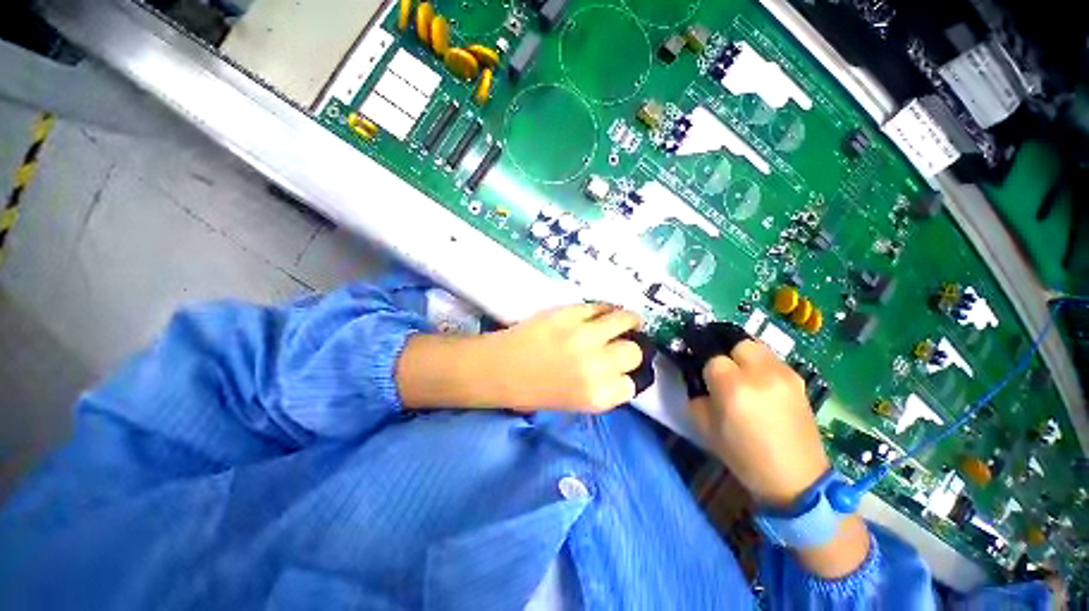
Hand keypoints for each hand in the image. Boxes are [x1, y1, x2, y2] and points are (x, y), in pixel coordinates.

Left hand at [479, 303, 644, 410]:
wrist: (498, 369)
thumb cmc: (531, 391)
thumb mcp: (573, 402)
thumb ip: (600, 388)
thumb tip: (619, 372)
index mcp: (596, 396)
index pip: (630, 385)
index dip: (626, 376)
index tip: (621, 370)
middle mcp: (596, 366)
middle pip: (633, 352)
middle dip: (629, 350)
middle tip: (620, 345)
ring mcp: (584, 336)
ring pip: (624, 320)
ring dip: (629, 320)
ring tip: (627, 320)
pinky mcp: (570, 314)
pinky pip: (599, 306)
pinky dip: (605, 309)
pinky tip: (603, 313)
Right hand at [690, 338, 869, 578]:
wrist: (796, 479)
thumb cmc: (744, 456)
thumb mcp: (705, 426)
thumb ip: (696, 394)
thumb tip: (696, 378)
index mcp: (734, 387)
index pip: (713, 359)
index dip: (706, 369)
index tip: (704, 380)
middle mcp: (761, 374)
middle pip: (737, 343)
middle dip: (726, 354)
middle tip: (723, 372)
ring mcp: (784, 375)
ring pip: (756, 347)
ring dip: (744, 356)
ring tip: (742, 375)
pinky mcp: (799, 380)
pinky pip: (772, 360)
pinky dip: (761, 364)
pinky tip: (760, 384)